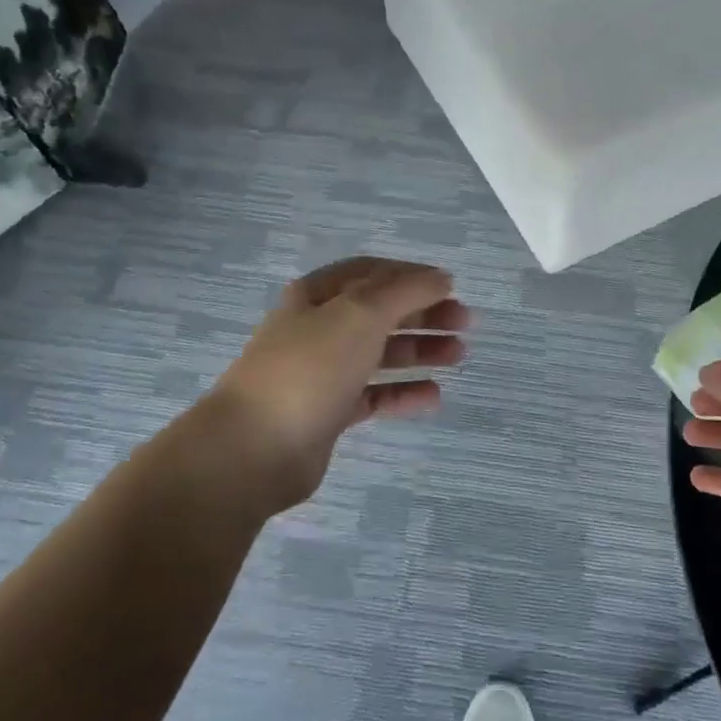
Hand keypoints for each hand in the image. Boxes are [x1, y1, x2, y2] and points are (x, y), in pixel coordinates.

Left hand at [173, 258, 468, 519]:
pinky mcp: (329, 412)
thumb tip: (440, 278)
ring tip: (459, 355)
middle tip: (466, 323)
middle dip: (424, 312)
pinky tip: (434, 396)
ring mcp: (323, 372)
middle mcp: (319, 328)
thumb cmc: (309, 367)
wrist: (254, 448)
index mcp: (318, 296)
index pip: (372, 273)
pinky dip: (404, 393)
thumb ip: (406, 290)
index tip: (451, 286)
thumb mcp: (361, 313)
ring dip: (420, 350)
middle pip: (380, 312)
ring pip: (380, 353)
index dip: (412, 274)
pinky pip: (374, 395)